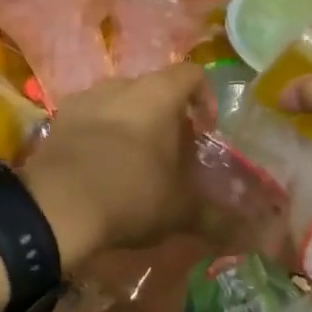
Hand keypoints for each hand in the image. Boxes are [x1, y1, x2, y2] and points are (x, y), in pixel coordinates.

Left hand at [20, 62, 206, 260]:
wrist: (56, 206)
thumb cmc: (131, 193)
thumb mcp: (180, 210)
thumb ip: (217, 217)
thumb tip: (254, 238)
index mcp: (158, 94)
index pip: (192, 74)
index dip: (205, 98)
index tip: (206, 131)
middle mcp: (122, 84)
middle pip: (155, 88)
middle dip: (168, 116)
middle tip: (174, 154)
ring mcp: (86, 98)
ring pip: (121, 102)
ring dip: (133, 123)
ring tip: (137, 163)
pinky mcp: (59, 119)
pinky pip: (91, 118)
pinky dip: (102, 134)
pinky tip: (102, 168)